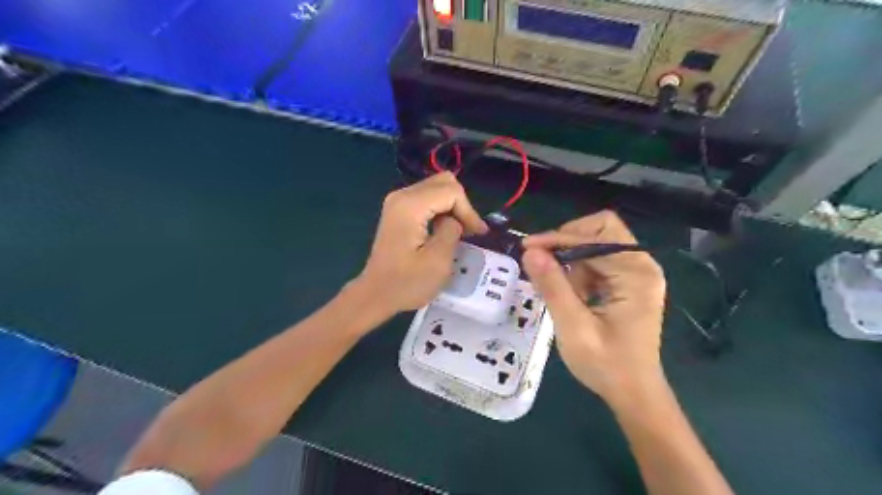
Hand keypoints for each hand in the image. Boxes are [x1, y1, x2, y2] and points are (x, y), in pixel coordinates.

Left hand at [353, 171, 488, 315]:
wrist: (375, 294)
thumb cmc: (406, 283)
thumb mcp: (438, 261)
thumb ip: (451, 231)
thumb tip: (454, 220)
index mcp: (410, 206)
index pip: (451, 191)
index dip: (469, 211)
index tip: (477, 234)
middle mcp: (401, 195)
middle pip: (444, 182)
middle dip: (462, 204)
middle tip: (470, 230)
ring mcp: (397, 201)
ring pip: (437, 187)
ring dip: (453, 206)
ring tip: (462, 231)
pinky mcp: (398, 210)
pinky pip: (427, 198)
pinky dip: (442, 209)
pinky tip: (446, 228)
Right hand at [519, 211, 665, 407]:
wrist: (633, 393)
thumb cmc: (606, 364)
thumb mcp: (573, 327)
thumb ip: (552, 286)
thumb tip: (530, 251)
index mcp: (636, 273)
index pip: (595, 236)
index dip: (558, 238)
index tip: (527, 247)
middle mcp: (641, 265)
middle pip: (601, 229)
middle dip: (567, 241)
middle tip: (543, 263)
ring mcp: (637, 272)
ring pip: (596, 242)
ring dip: (571, 259)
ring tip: (561, 290)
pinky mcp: (628, 281)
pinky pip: (598, 260)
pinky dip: (578, 270)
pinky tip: (571, 294)